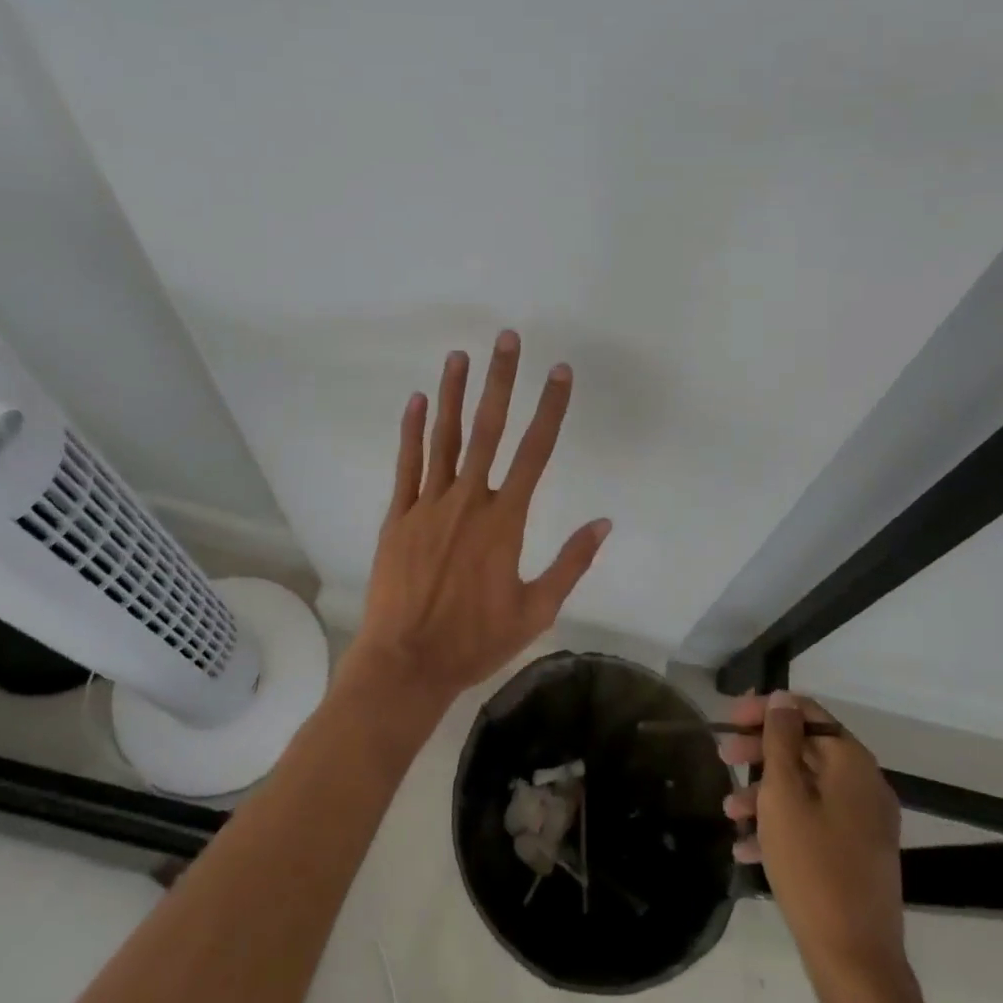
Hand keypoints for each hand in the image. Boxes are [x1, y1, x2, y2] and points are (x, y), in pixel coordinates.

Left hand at [348, 330, 611, 709]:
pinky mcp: (398, 516)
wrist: (407, 664)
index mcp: (505, 520)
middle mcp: (468, 501)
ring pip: (445, 438)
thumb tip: (605, 523)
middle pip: (488, 430)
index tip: (560, 373)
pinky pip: (406, 465)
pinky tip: (418, 401)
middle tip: (506, 339)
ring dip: (454, 394)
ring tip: (460, 355)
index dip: (551, 408)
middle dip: (500, 381)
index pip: (535, 452)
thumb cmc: (476, 640)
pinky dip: (412, 431)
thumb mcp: (536, 610)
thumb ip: (571, 563)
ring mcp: (428, 505)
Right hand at [722, 692, 908, 981]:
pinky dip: (781, 824)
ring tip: (728, 810)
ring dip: (764, 792)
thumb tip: (783, 699)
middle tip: (722, 757)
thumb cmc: (812, 866)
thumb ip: (780, 740)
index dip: (766, 710)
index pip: (807, 713)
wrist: (854, 961)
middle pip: (805, 748)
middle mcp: (863, 785)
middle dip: (760, 752)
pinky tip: (745, 846)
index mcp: (852, 763)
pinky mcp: (856, 854)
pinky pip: (814, 822)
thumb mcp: (783, 795)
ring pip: (806, 788)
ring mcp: (862, 822)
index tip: (729, 719)